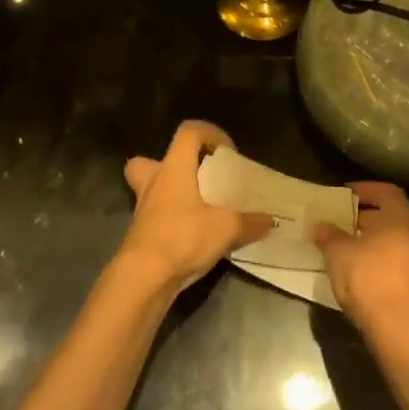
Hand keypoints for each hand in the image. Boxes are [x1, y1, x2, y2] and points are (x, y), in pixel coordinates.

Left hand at [119, 122, 274, 293]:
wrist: (143, 278)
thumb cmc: (183, 238)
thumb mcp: (226, 228)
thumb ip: (250, 222)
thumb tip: (269, 220)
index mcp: (174, 168)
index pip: (188, 132)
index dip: (210, 133)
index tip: (228, 153)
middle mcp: (154, 182)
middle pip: (152, 159)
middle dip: (174, 165)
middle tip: (197, 177)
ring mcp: (143, 209)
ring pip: (151, 189)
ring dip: (171, 194)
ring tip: (198, 207)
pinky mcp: (140, 234)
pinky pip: (155, 216)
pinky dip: (172, 220)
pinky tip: (192, 235)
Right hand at [314, 182, 408, 336]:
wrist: (401, 329)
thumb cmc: (369, 279)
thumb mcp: (338, 254)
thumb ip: (329, 235)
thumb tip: (322, 225)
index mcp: (403, 217)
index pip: (386, 191)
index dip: (365, 189)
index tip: (346, 194)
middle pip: (395, 214)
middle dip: (371, 215)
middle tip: (347, 220)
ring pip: (400, 238)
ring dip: (379, 238)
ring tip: (353, 246)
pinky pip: (404, 259)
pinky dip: (386, 257)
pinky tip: (367, 269)